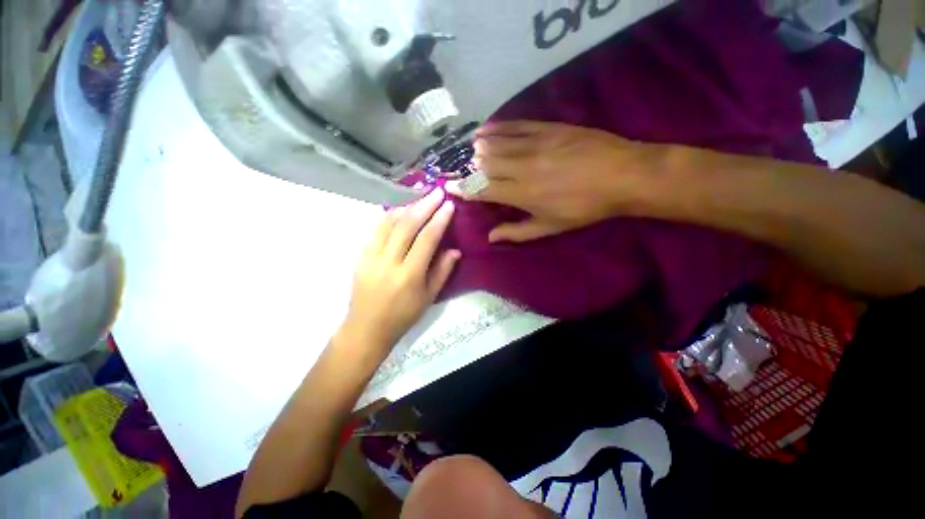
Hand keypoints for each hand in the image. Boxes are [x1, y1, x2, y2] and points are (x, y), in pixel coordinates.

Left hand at [337, 188, 459, 355]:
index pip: (426, 238)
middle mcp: (389, 261)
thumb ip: (442, 271)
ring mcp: (371, 256)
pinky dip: (390, 216)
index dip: (439, 219)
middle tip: (437, 192)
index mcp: (409, 275)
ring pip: (388, 222)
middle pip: (407, 225)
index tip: (449, 205)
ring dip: (406, 206)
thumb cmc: (403, 316)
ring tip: (420, 198)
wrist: (366, 328)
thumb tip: (455, 250)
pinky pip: (376, 229)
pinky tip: (400, 210)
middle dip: (424, 205)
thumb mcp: (429, 297)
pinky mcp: (360, 255)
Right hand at [448, 121, 667, 242]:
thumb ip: (517, 232)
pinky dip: (498, 127)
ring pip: (497, 143)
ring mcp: (535, 144)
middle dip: (468, 167)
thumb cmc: (584, 208)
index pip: (483, 189)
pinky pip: (516, 125)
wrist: (623, 175)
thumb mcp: (550, 227)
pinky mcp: (548, 128)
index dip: (464, 188)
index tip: (450, 186)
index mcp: (522, 194)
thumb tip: (491, 237)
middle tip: (459, 167)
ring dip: (479, 147)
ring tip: (468, 148)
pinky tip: (486, 128)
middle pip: (485, 164)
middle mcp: (522, 167)